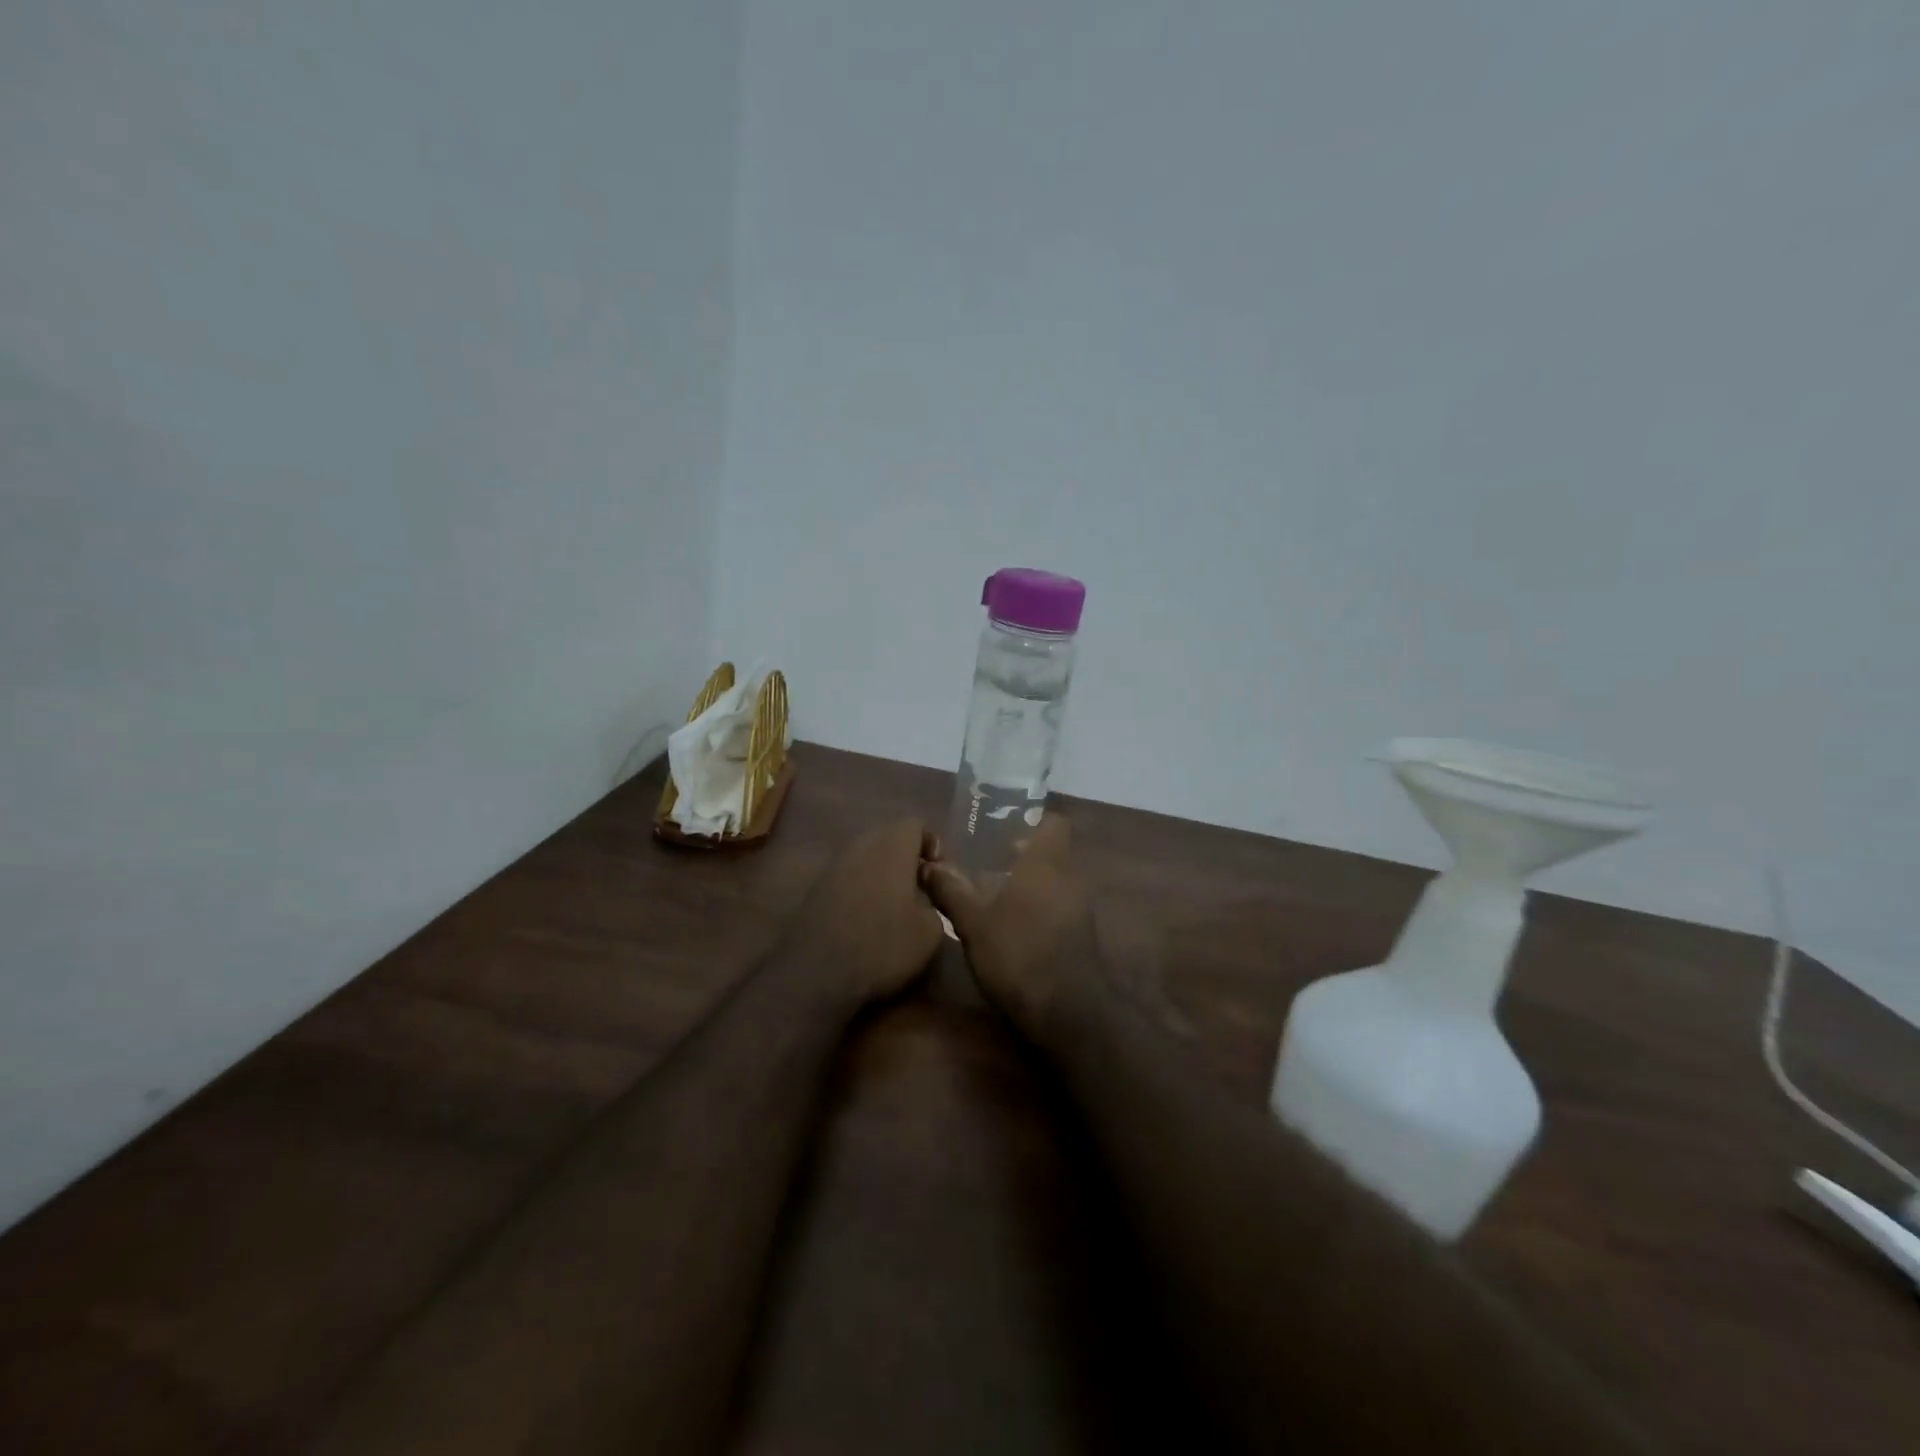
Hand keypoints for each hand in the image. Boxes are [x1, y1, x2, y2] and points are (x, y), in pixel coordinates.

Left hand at [781, 819, 945, 1008]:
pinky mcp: (816, 889)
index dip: (931, 845)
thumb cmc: (883, 944)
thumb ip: (935, 900)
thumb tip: (925, 896)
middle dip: (906, 861)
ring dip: (882, 877)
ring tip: (894, 911)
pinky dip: (861, 892)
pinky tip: (866, 923)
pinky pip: (848, 879)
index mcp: (892, 845)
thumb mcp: (930, 930)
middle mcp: (861, 845)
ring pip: (867, 859)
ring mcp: (834, 865)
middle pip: (889, 839)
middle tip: (919, 892)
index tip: (938, 875)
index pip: (915, 824)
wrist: (817, 972)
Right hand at [919, 814, 1104, 1036]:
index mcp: (1046, 864)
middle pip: (1052, 853)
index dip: (1034, 821)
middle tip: (987, 864)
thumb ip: (951, 891)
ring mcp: (1081, 910)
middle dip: (1024, 856)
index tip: (1005, 829)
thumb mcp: (973, 923)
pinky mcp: (1083, 937)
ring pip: (1057, 883)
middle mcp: (1069, 879)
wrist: (1067, 1013)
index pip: (1055, 823)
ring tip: (995, 898)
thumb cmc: (1017, 955)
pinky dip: (1041, 911)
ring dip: (1032, 886)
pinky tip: (1014, 929)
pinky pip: (1061, 909)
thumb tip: (928, 865)